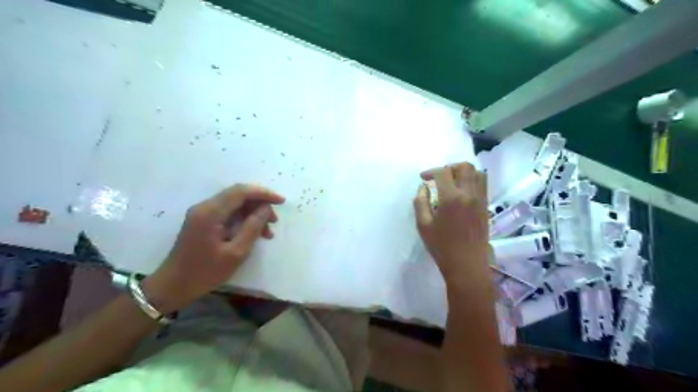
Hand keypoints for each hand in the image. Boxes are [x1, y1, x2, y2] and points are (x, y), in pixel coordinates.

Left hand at [142, 183, 284, 311]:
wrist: (173, 286)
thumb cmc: (205, 272)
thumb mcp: (235, 253)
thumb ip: (252, 227)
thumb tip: (266, 209)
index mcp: (210, 213)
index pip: (240, 192)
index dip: (263, 193)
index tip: (281, 201)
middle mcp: (205, 207)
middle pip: (238, 195)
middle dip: (260, 204)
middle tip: (274, 221)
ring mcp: (202, 213)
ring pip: (235, 204)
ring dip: (253, 214)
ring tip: (267, 232)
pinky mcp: (203, 221)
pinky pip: (228, 213)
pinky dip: (243, 220)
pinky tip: (254, 234)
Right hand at [414, 163, 489, 284]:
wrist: (466, 264)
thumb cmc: (441, 246)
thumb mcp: (423, 224)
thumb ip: (420, 202)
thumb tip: (423, 187)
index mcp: (451, 197)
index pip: (443, 172)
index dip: (430, 171)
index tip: (423, 178)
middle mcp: (469, 193)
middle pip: (464, 166)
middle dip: (449, 167)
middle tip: (438, 177)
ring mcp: (480, 199)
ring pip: (476, 172)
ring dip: (462, 171)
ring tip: (451, 181)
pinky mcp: (485, 206)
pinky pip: (482, 184)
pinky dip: (472, 179)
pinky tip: (462, 190)